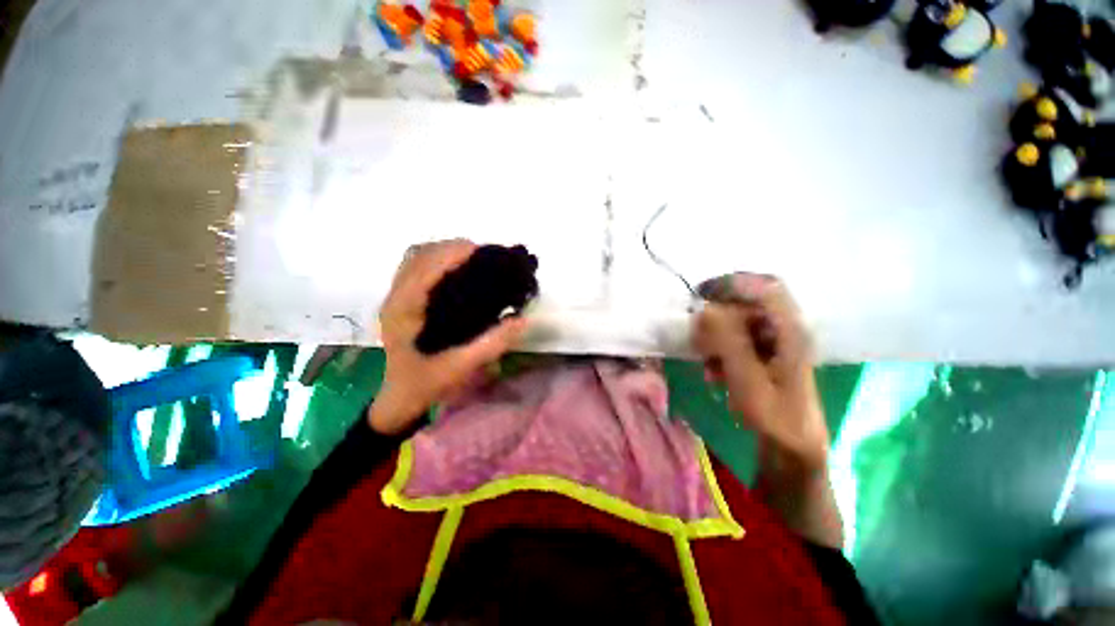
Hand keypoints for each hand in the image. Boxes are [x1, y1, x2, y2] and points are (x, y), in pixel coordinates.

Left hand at [369, 240, 527, 434]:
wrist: (401, 396)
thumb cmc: (426, 382)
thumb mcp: (461, 366)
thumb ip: (492, 343)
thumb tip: (522, 319)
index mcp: (404, 310)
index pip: (425, 267)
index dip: (452, 253)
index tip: (481, 250)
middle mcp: (396, 297)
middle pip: (419, 255)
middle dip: (451, 247)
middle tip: (482, 254)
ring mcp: (396, 297)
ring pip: (416, 258)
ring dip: (443, 251)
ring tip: (471, 257)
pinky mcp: (402, 301)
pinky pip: (416, 267)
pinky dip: (436, 260)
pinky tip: (455, 270)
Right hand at [693, 274, 829, 475]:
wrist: (793, 448)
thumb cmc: (775, 416)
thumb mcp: (748, 380)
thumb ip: (728, 341)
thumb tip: (705, 309)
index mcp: (790, 330)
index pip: (764, 287)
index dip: (732, 284)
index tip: (701, 295)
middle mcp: (786, 330)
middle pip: (748, 304)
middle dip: (717, 315)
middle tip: (697, 334)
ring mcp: (777, 343)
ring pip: (740, 322)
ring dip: (717, 335)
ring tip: (705, 359)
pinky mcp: (767, 355)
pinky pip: (738, 340)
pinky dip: (721, 350)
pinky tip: (713, 371)